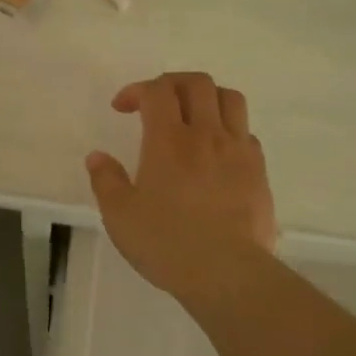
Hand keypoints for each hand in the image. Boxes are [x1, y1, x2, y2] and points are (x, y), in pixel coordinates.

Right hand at [86, 72, 276, 303]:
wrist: (227, 273)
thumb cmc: (167, 243)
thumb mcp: (120, 216)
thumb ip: (106, 180)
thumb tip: (97, 157)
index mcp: (168, 140)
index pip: (156, 91)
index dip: (137, 89)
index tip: (122, 108)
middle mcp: (206, 135)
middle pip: (197, 83)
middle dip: (172, 83)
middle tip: (155, 102)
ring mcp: (238, 151)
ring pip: (230, 98)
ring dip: (207, 97)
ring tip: (191, 116)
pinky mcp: (259, 171)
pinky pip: (246, 132)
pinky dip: (228, 129)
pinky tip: (216, 151)